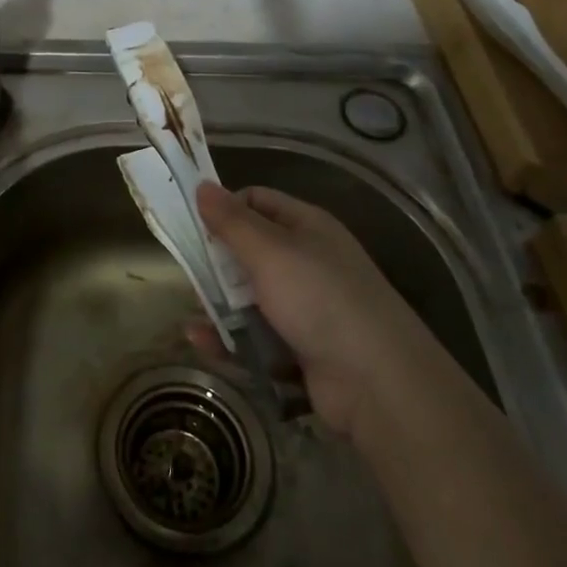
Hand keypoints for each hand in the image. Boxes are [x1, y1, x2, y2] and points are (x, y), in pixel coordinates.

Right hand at [196, 182, 410, 436]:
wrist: (377, 381)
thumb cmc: (320, 299)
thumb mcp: (270, 252)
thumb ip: (231, 221)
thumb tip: (202, 185)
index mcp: (306, 226)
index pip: (257, 201)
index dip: (225, 209)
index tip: (193, 226)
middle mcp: (307, 261)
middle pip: (249, 251)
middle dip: (217, 263)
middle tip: (189, 275)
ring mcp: (306, 307)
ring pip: (250, 297)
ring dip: (219, 305)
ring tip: (193, 315)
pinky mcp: (300, 347)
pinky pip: (256, 336)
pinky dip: (231, 339)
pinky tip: (201, 342)